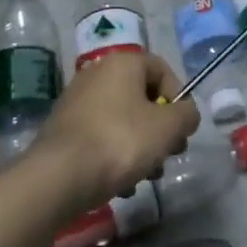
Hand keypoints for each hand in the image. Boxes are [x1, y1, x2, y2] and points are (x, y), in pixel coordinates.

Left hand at [33, 52, 199, 208]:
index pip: (162, 70)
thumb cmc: (121, 141)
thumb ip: (187, 115)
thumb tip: (186, 114)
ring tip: (144, 177)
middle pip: (142, 97)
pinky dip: (113, 155)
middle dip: (160, 129)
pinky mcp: (63, 128)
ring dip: (139, 146)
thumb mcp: (168, 128)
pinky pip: (100, 136)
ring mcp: (76, 100)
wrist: (59, 177)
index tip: (181, 129)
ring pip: (122, 119)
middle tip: (167, 156)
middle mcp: (97, 73)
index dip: (179, 98)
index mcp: (123, 62)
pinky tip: (119, 184)